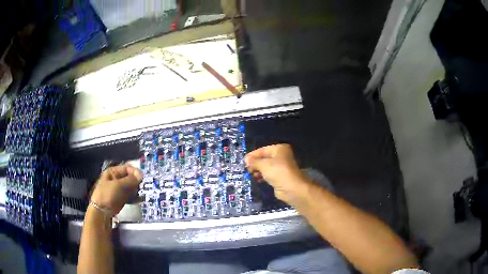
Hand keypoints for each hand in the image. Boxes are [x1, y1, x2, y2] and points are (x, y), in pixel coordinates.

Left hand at [90, 164, 142, 215]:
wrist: (102, 211)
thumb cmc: (107, 194)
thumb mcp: (118, 185)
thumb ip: (130, 180)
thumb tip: (141, 174)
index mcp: (113, 172)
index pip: (127, 168)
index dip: (134, 172)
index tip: (142, 178)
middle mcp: (116, 179)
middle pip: (130, 177)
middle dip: (136, 181)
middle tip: (141, 187)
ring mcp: (119, 189)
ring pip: (131, 186)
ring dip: (136, 189)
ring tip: (140, 193)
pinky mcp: (122, 197)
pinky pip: (130, 195)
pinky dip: (135, 196)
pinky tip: (139, 199)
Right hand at [245, 144, 310, 205]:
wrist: (292, 189)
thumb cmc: (278, 172)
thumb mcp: (264, 165)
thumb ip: (254, 161)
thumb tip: (246, 159)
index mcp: (279, 149)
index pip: (262, 150)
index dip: (252, 155)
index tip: (244, 161)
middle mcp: (281, 156)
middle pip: (264, 158)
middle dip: (255, 164)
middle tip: (247, 169)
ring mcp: (281, 167)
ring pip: (266, 167)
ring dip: (258, 170)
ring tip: (251, 175)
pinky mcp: (280, 177)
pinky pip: (269, 174)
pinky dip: (263, 176)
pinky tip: (257, 179)